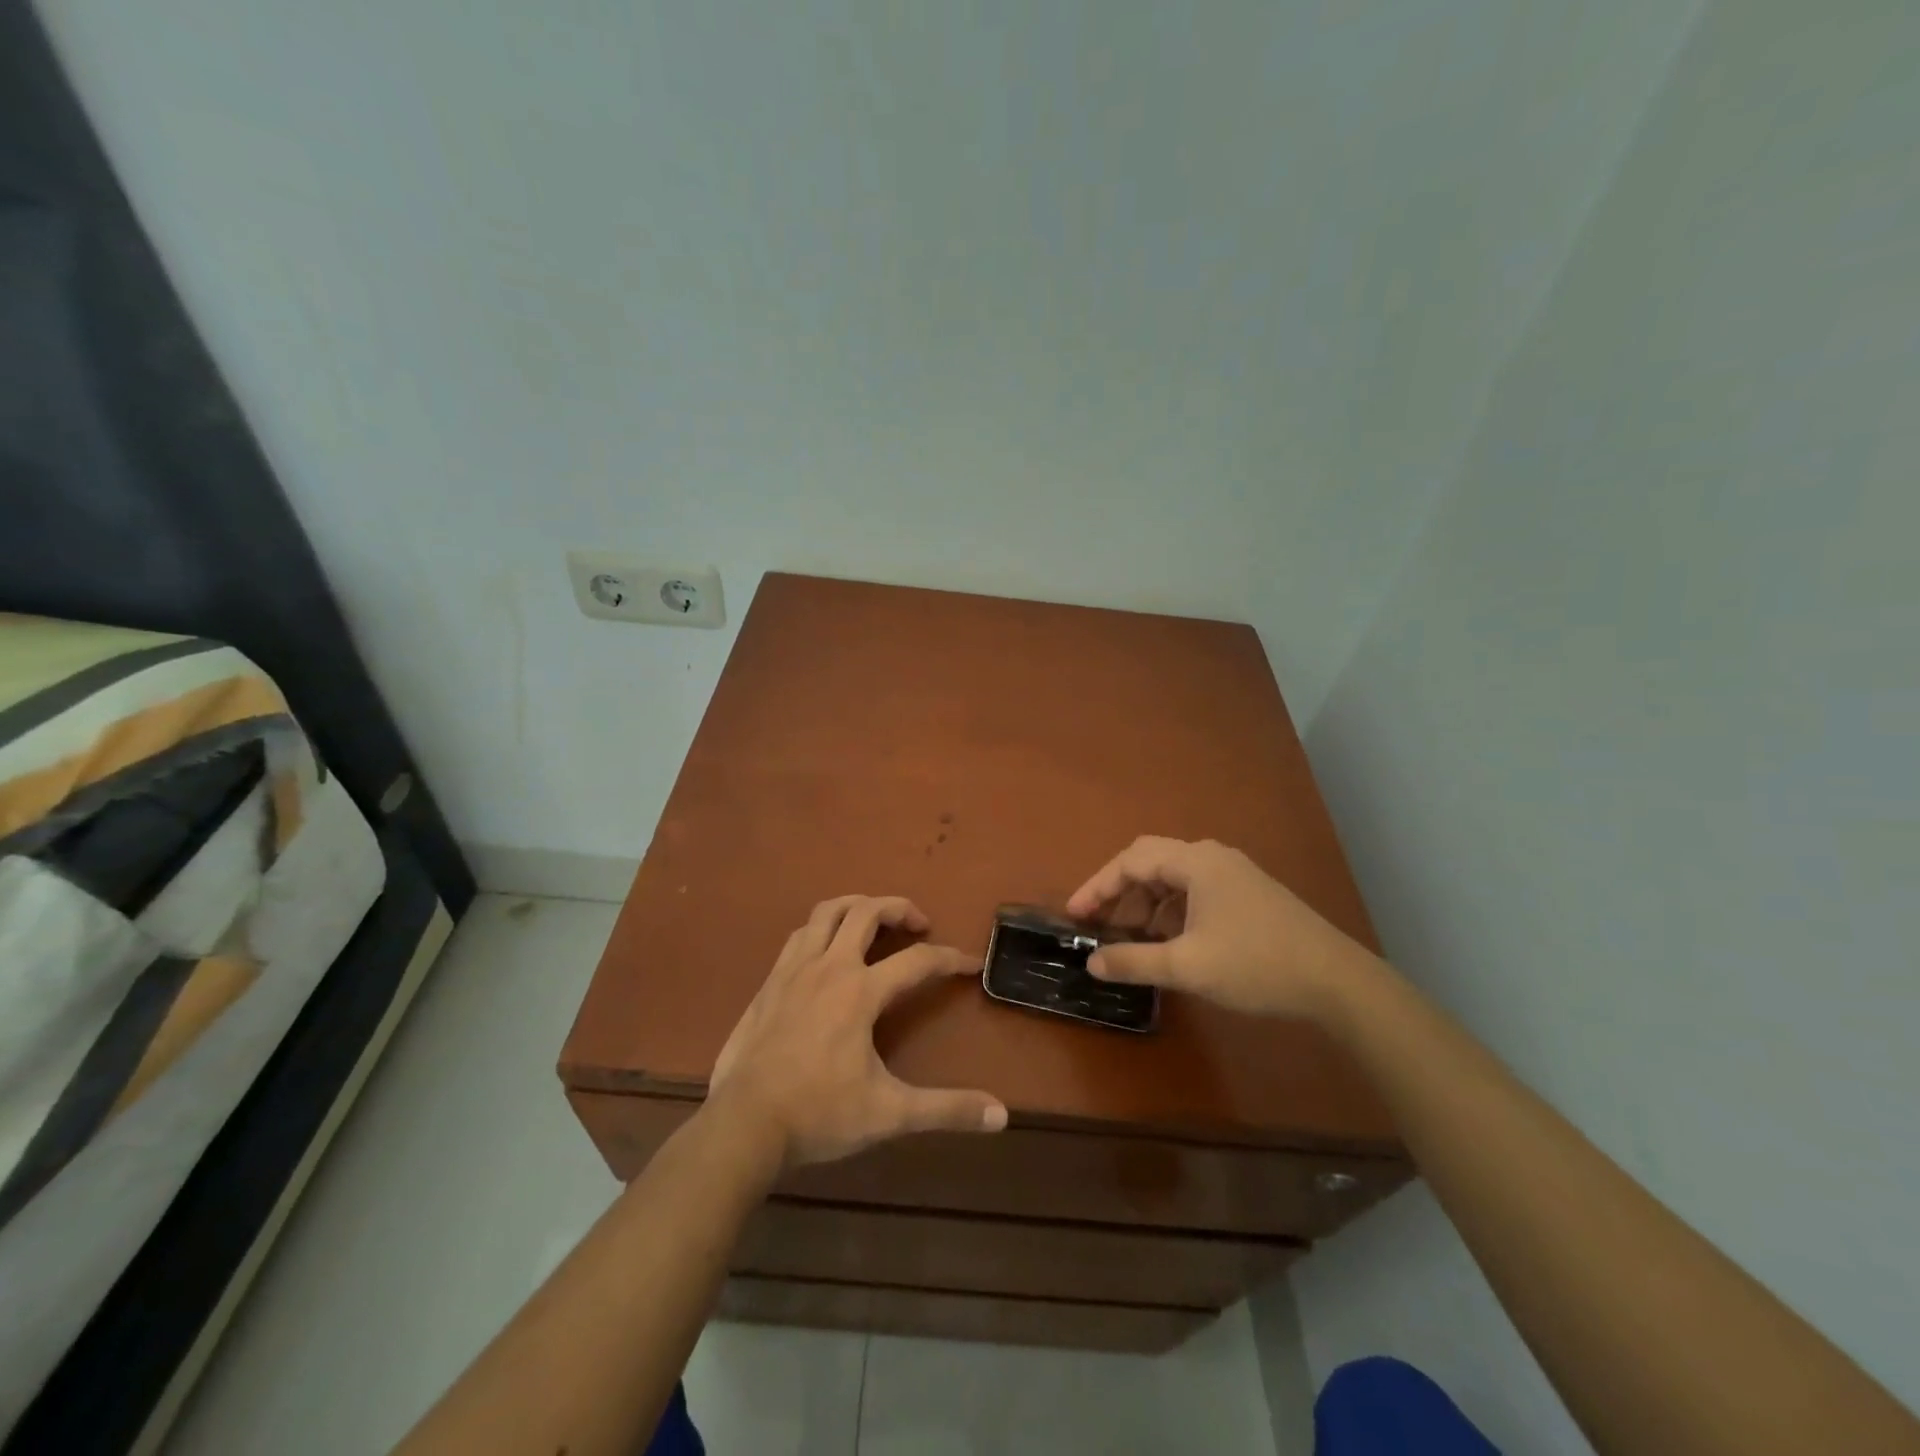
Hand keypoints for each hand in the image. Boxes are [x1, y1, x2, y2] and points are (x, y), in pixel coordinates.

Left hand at [707, 895, 1007, 1168]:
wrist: (742, 1125)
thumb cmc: (819, 1114)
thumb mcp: (889, 1114)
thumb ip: (946, 1110)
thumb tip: (1001, 1115)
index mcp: (860, 991)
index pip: (918, 961)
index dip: (949, 959)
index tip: (970, 964)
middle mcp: (829, 967)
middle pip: (867, 912)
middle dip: (899, 908)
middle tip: (918, 924)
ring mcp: (793, 970)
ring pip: (827, 912)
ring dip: (856, 906)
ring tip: (873, 919)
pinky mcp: (769, 983)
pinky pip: (799, 935)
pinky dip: (822, 929)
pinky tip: (826, 949)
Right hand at [1065, 837, 1374, 1020]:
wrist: (1337, 981)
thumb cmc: (1256, 965)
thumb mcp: (1187, 966)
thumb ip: (1134, 961)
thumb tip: (1092, 962)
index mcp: (1196, 862)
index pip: (1131, 861)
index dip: (1098, 887)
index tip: (1075, 916)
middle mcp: (1213, 857)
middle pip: (1151, 860)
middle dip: (1121, 890)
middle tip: (1100, 922)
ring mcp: (1235, 873)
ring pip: (1175, 877)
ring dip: (1147, 902)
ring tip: (1134, 937)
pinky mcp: (1249, 893)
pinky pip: (1196, 890)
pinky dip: (1172, 910)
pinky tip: (1172, 941)